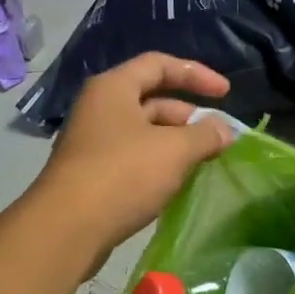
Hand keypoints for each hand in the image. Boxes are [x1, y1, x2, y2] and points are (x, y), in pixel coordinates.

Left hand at [32, 53, 235, 256]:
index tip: (226, 93)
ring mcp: (93, 142)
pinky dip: (159, 164)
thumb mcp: (175, 150)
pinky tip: (178, 183)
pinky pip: (134, 158)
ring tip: (204, 162)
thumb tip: (225, 131)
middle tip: (218, 138)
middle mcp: (100, 108)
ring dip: (176, 143)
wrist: (68, 228)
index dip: (196, 74)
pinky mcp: (93, 174)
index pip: (159, 64)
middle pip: (153, 100)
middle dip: (189, 116)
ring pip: (144, 133)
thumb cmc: (123, 174)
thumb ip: (206, 135)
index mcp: (114, 88)